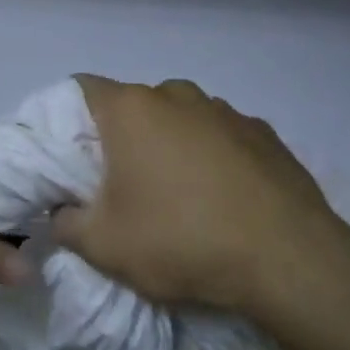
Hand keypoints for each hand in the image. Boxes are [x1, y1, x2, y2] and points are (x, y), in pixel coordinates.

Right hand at [53, 77, 349, 349]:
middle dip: (120, 138)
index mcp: (132, 110)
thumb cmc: (181, 241)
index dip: (66, 118)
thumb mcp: (103, 246)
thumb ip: (65, 224)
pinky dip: (210, 157)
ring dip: (169, 146)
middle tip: (119, 184)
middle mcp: (178, 95)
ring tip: (176, 195)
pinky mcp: (265, 133)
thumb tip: (61, 213)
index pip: (81, 89)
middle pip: (133, 106)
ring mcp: (227, 111)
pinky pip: (220, 136)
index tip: (68, 157)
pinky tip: (221, 198)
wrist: (288, 259)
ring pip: (180, 119)